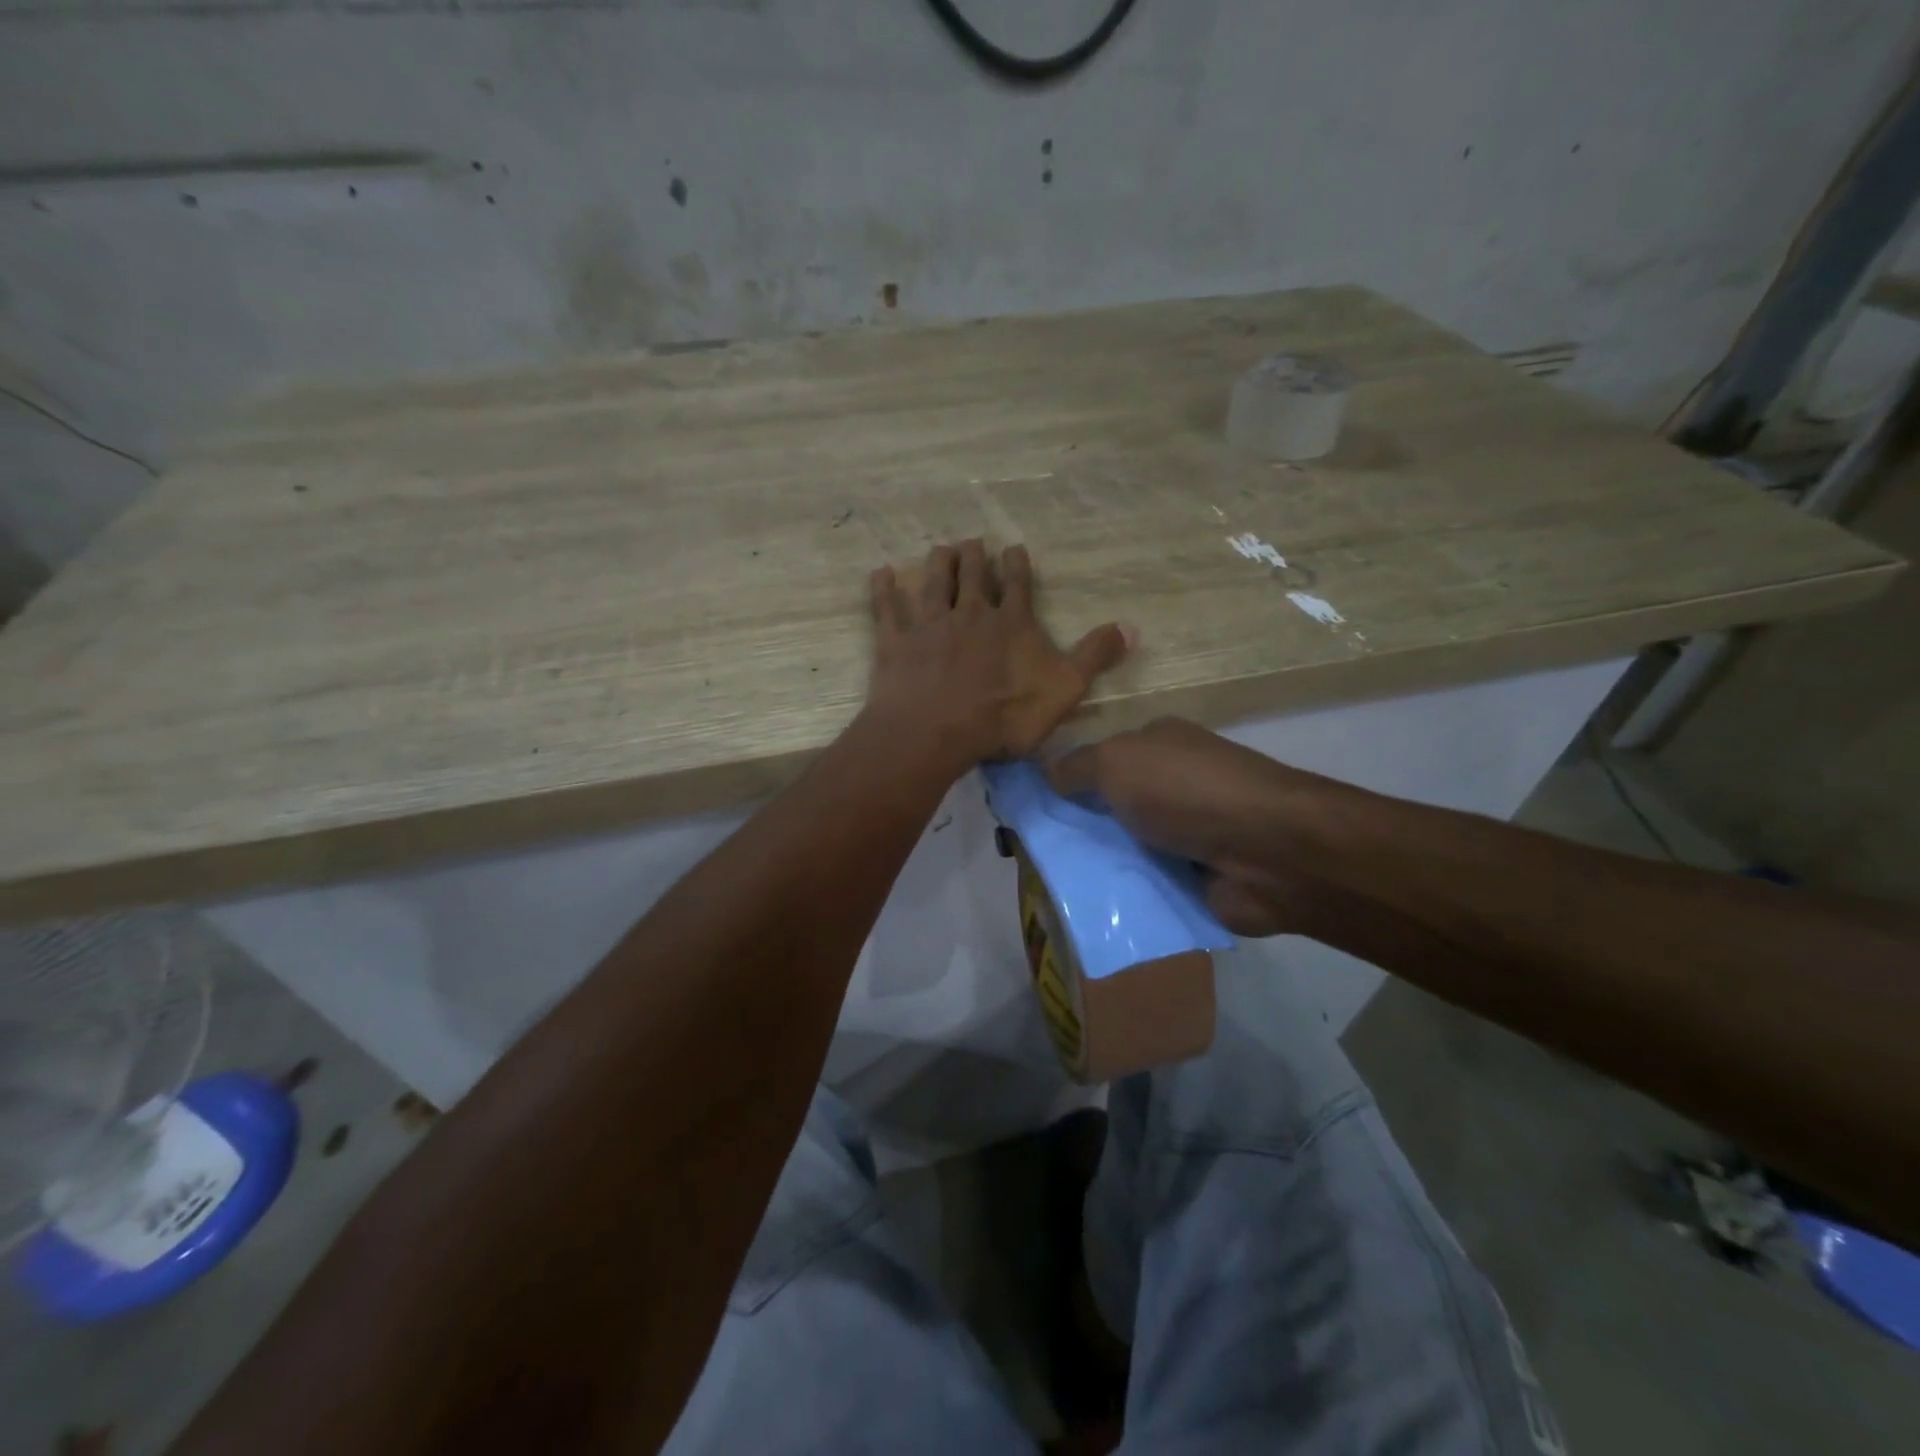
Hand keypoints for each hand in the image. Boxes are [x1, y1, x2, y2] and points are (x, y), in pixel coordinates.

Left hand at [865, 540, 1129, 767]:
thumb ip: (1094, 656)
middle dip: (974, 557)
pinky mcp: (897, 643)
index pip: (1017, 585)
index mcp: (1011, 623)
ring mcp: (930, 626)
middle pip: (973, 577)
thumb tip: (1130, 627)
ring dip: (938, 564)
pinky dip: (884, 590)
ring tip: (940, 548)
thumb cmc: (1004, 715)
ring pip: (934, 585)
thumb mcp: (1064, 689)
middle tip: (972, 542)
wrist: (937, 731)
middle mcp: (970, 614)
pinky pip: (888, 609)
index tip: (1013, 547)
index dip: (1017, 565)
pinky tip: (880, 573)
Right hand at [1045, 717, 1336, 935]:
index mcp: (1158, 745)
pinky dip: (1123, 894)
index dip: (1066, 781)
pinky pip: (1144, 885)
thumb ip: (1076, 767)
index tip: (1030, 807)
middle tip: (1032, 851)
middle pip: (1109, 807)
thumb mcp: (1118, 762)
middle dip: (1076, 827)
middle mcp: (1171, 785)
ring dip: (1097, 865)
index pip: (1101, 759)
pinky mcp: (1194, 877)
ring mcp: (1185, 833)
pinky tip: (1087, 906)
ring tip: (1050, 883)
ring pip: (1123, 848)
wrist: (1268, 853)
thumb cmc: (1186, 791)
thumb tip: (1045, 773)